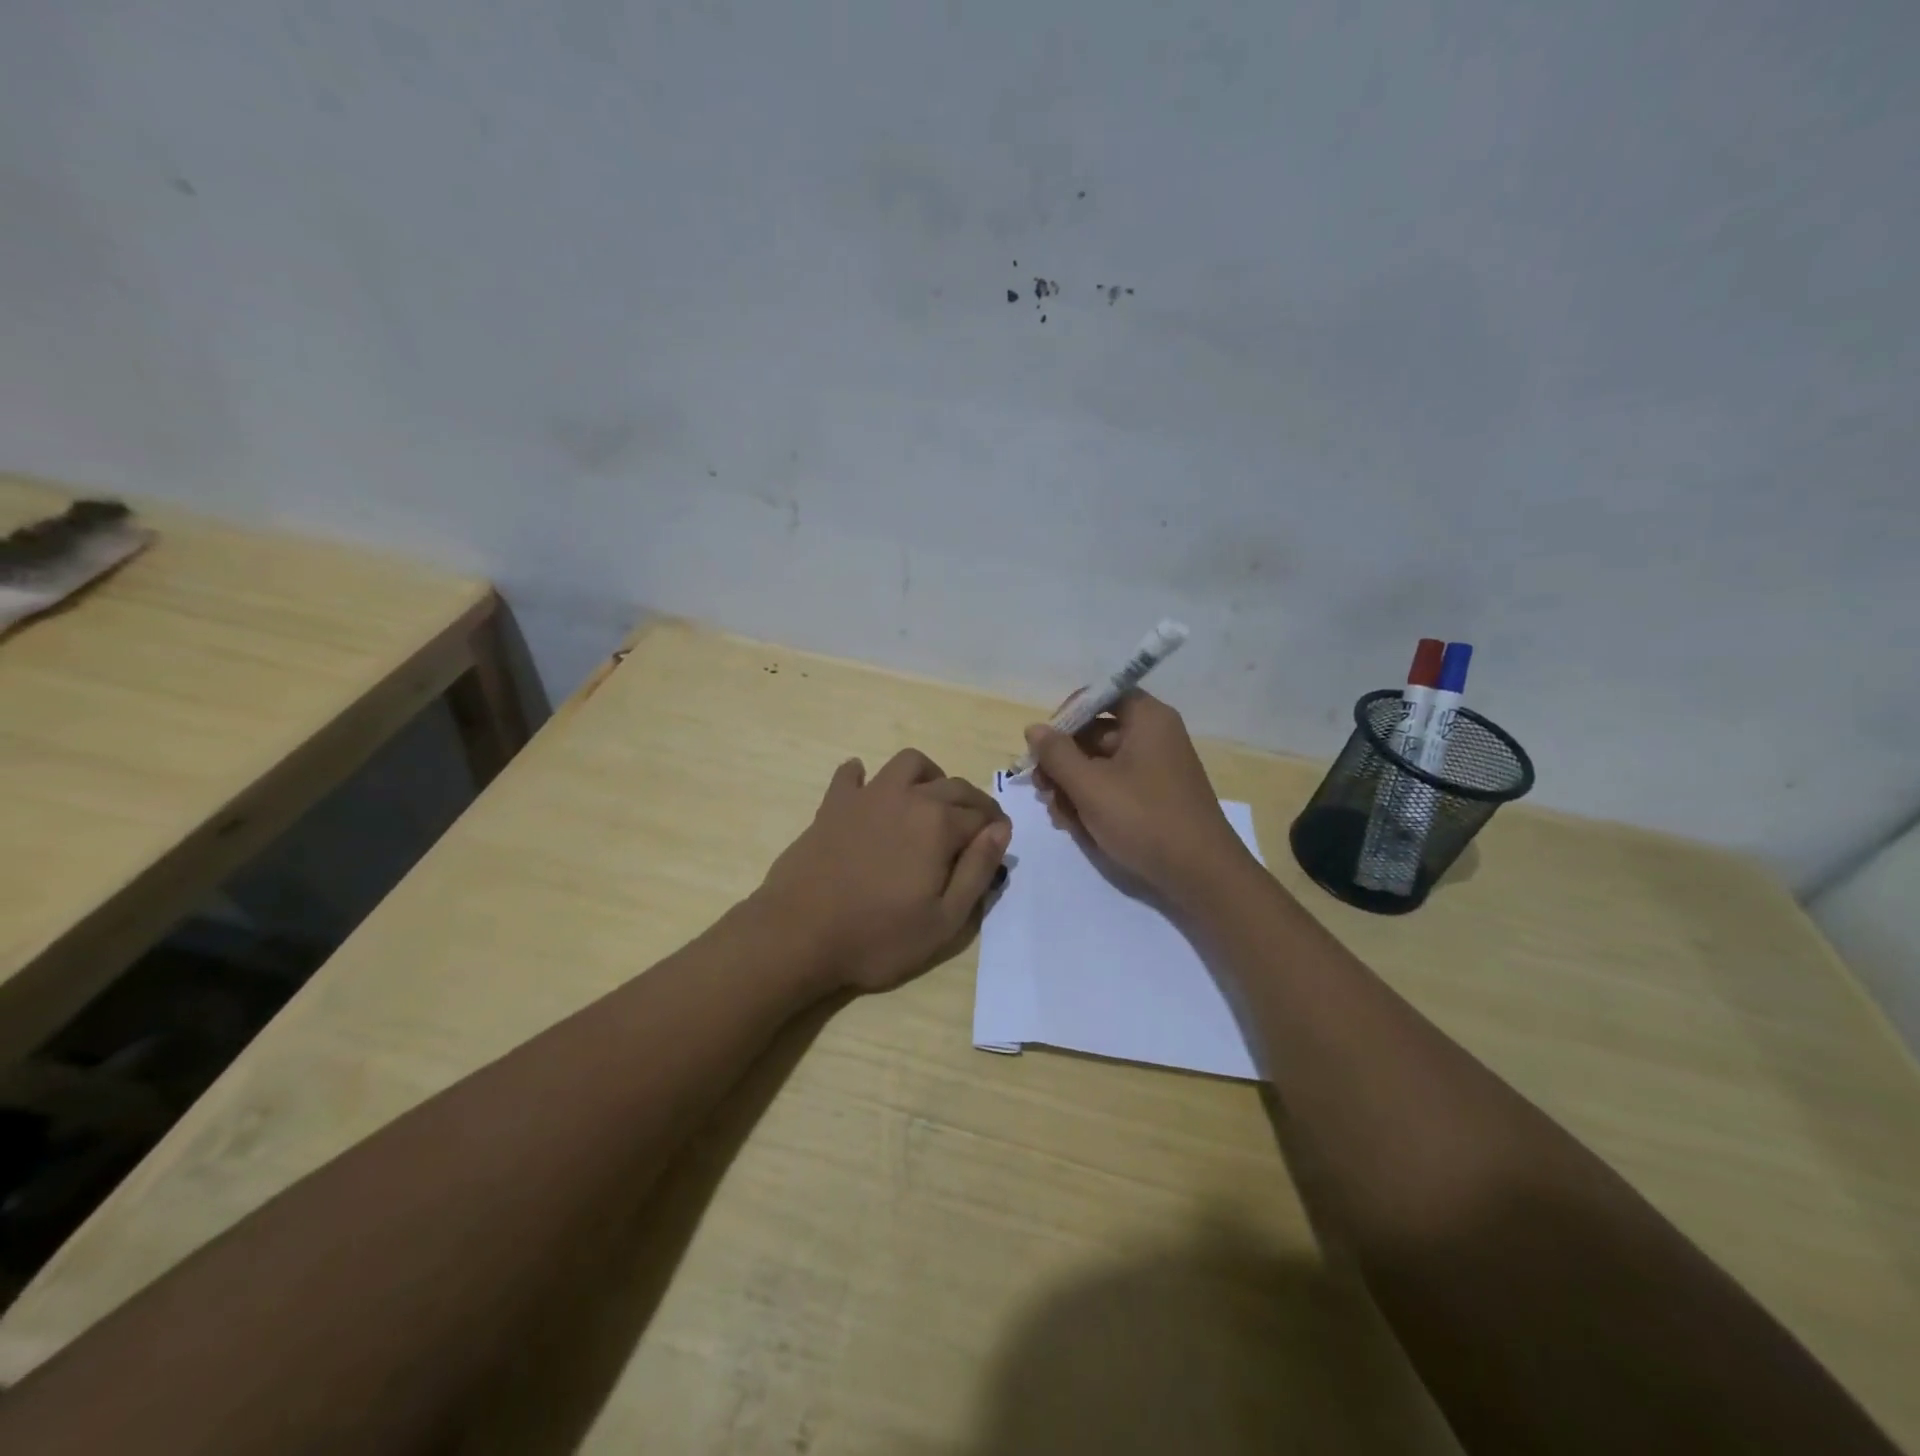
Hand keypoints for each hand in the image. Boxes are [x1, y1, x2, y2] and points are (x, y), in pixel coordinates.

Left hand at [754, 750, 1010, 992]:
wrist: (799, 935)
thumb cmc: (878, 936)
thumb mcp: (944, 920)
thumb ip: (978, 870)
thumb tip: (1001, 830)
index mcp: (939, 824)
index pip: (982, 815)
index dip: (995, 829)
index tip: (997, 845)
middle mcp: (907, 797)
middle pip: (953, 785)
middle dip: (972, 803)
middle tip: (974, 829)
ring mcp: (867, 796)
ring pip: (908, 763)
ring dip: (928, 777)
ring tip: (929, 804)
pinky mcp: (833, 804)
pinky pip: (851, 774)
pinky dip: (864, 776)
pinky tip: (869, 795)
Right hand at [1025, 691, 1253, 906]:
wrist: (1201, 875)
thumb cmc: (1143, 819)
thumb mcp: (1090, 786)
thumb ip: (1056, 754)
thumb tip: (1034, 728)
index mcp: (1147, 719)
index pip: (1100, 696)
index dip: (1067, 715)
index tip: (1044, 745)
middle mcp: (1154, 736)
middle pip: (1095, 734)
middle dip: (1063, 762)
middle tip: (1042, 789)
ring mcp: (1156, 768)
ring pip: (1100, 765)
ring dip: (1073, 786)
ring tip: (1060, 816)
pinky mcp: (1155, 797)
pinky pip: (1115, 787)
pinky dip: (1093, 801)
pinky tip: (1078, 826)